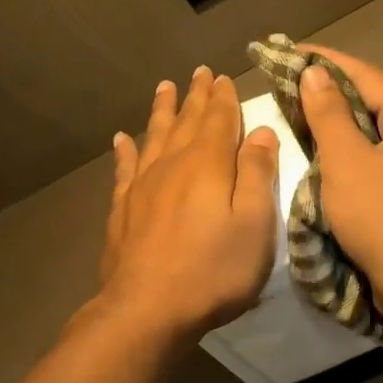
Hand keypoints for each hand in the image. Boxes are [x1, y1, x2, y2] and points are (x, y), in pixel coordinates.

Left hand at [99, 66, 279, 339]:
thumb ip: (257, 174)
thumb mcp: (254, 224)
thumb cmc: (214, 270)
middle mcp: (172, 165)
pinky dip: (125, 151)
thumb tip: (260, 131)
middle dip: (195, 97)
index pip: (219, 120)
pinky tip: (121, 139)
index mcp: (208, 165)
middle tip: (198, 72)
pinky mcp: (122, 210)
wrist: (149, 309)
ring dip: (162, 111)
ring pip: (154, 137)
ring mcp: (142, 187)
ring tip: (164, 88)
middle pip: (185, 122)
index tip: (223, 76)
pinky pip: (124, 169)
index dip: (224, 98)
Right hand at [296, 46, 382, 318]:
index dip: (326, 62)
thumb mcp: (345, 161)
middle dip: (332, 94)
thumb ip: (328, 114)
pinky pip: (382, 160)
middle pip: (374, 103)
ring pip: (377, 134)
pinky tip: (330, 161)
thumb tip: (315, 73)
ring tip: (304, 120)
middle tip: (292, 88)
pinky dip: (354, 154)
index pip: (366, 76)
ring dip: (342, 126)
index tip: (291, 52)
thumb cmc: (381, 216)